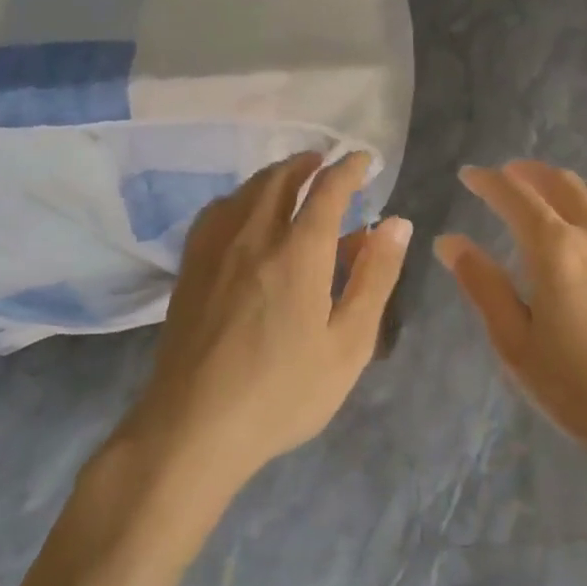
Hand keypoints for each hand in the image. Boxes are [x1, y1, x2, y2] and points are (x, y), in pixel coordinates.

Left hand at [129, 151, 410, 493]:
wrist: (194, 427)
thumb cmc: (283, 392)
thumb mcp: (348, 343)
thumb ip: (374, 277)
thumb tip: (396, 223)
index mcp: (298, 251)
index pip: (327, 189)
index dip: (348, 168)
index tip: (363, 159)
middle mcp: (254, 236)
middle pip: (279, 179)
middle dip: (306, 163)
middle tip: (325, 162)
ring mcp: (215, 250)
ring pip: (244, 192)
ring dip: (272, 176)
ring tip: (290, 180)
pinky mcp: (190, 269)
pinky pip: (215, 213)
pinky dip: (238, 198)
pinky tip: (241, 214)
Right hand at [435, 161, 586, 486]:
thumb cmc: (585, 389)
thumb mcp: (517, 345)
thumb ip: (483, 286)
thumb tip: (449, 241)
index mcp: (556, 249)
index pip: (515, 196)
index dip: (488, 181)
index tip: (469, 175)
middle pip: (560, 184)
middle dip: (528, 174)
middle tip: (507, 176)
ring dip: (567, 186)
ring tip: (549, 193)